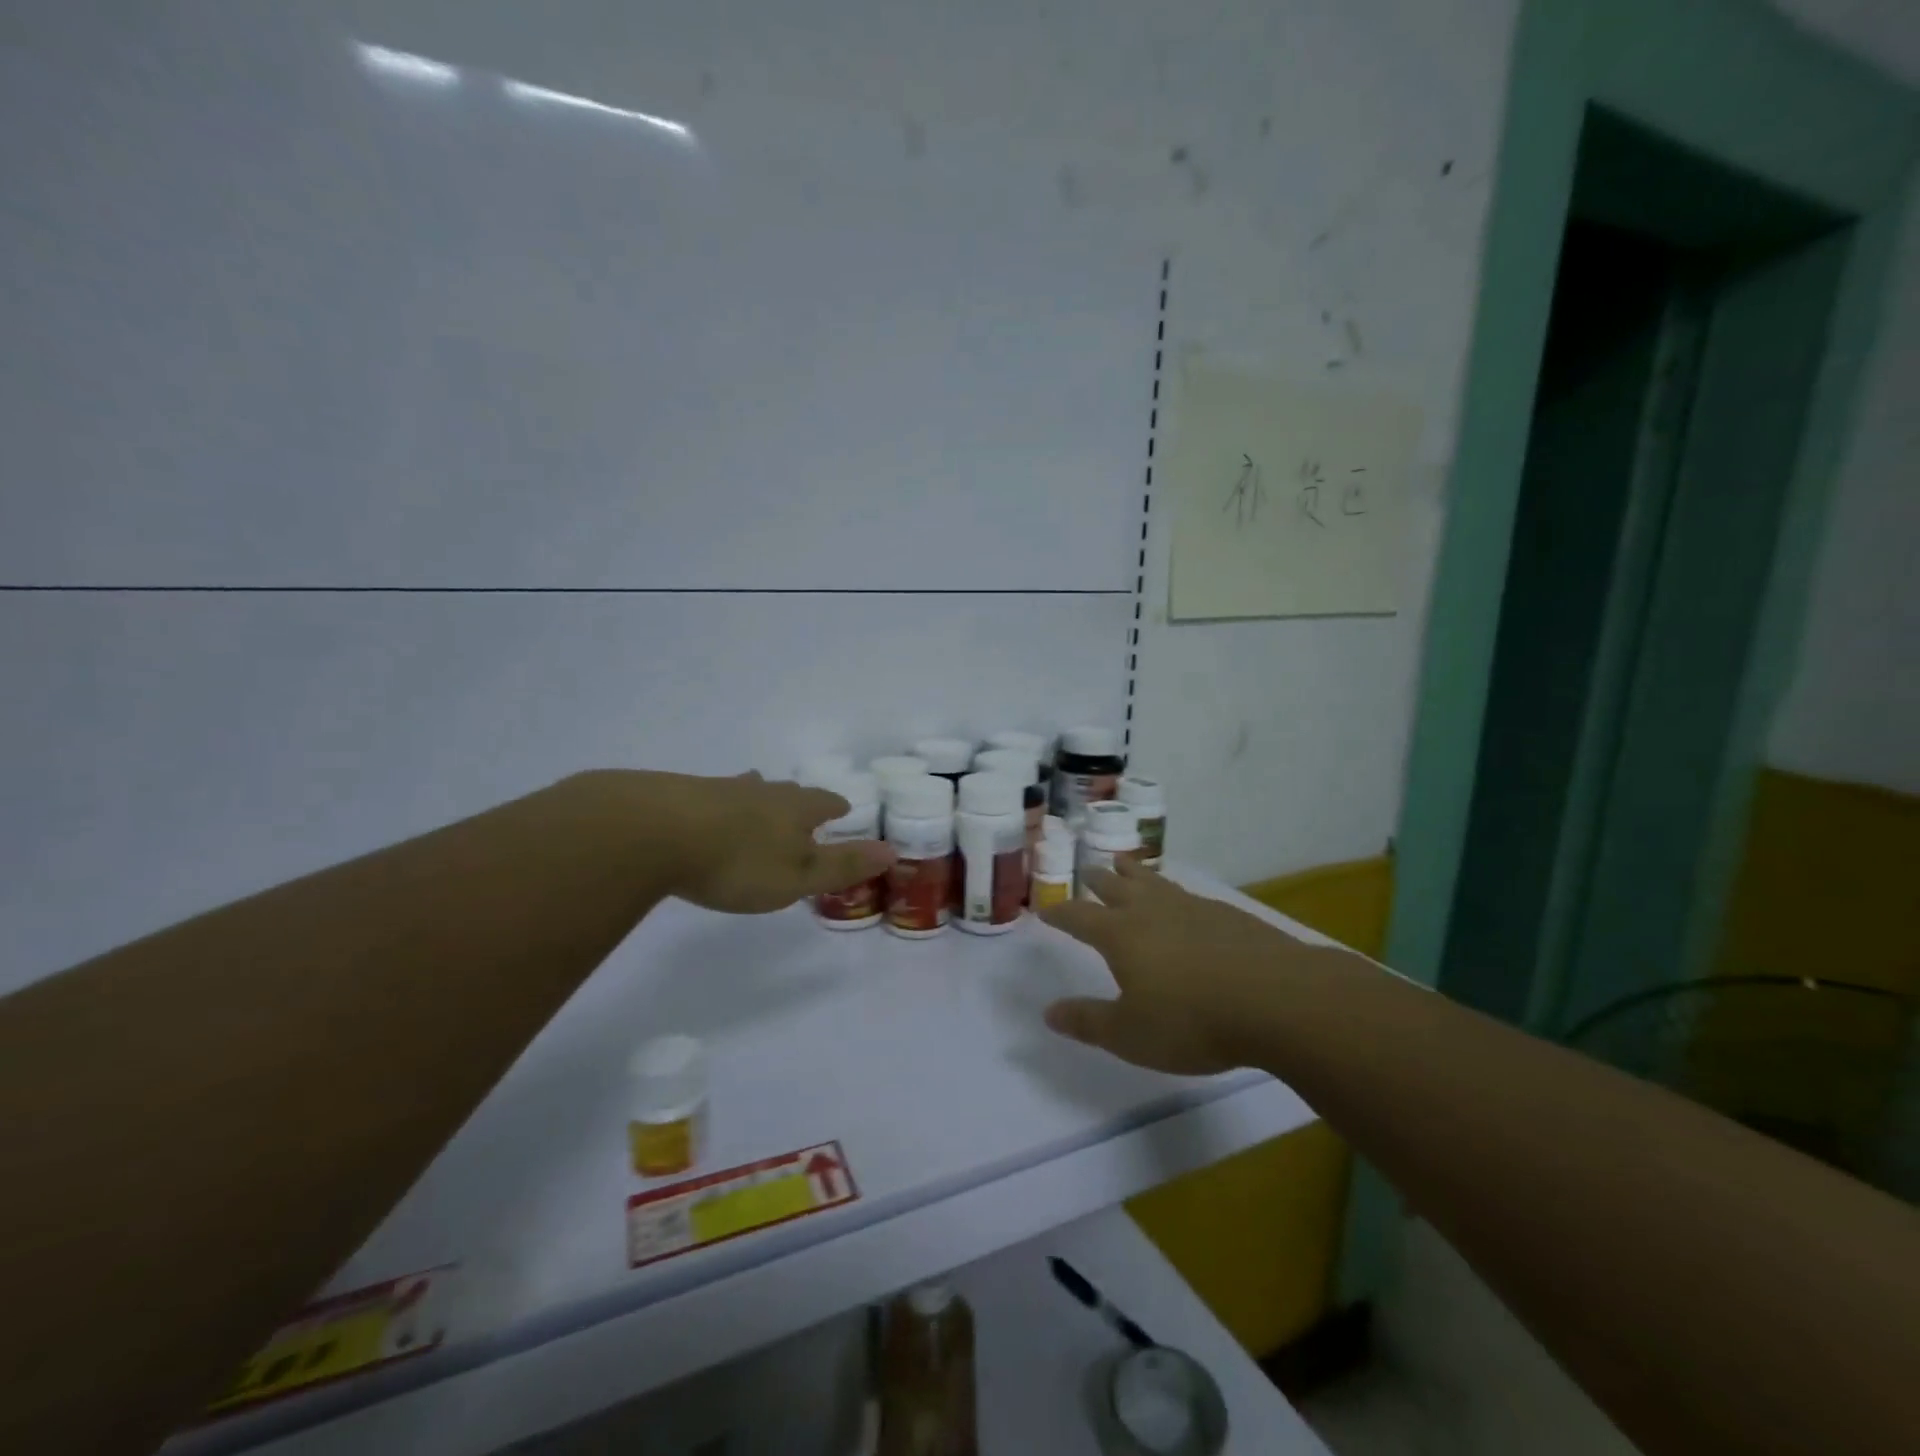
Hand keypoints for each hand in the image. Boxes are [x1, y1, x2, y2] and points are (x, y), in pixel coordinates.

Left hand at [649, 771, 894, 914]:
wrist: (654, 832)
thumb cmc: (738, 861)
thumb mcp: (798, 876)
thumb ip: (843, 866)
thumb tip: (892, 850)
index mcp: (795, 808)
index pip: (824, 802)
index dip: (835, 806)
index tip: (842, 809)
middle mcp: (762, 792)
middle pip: (788, 791)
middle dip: (799, 800)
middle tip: (804, 807)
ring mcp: (720, 789)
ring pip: (749, 789)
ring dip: (759, 796)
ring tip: (760, 797)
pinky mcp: (682, 796)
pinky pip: (713, 797)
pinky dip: (721, 805)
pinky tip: (709, 813)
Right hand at [1038, 858, 1315, 1074]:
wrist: (1277, 999)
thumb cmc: (1192, 1021)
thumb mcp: (1130, 1035)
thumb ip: (1088, 1022)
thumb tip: (1049, 1012)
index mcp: (1120, 935)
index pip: (1079, 917)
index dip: (1060, 913)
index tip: (1045, 910)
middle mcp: (1151, 911)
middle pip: (1116, 887)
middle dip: (1097, 881)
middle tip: (1088, 872)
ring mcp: (1191, 908)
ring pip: (1153, 881)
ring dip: (1134, 872)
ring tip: (1125, 863)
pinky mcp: (1226, 914)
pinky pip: (1186, 893)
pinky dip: (1171, 890)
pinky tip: (1182, 899)